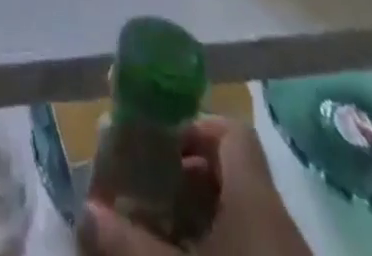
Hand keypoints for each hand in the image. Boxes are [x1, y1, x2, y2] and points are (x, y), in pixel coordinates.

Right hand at [79, 117, 312, 255]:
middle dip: (187, 176)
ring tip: (162, 232)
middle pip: (232, 172)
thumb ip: (130, 242)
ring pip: (241, 214)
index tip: (160, 146)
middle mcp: (276, 218)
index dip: (195, 128)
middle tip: (149, 191)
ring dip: (201, 216)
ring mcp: (285, 254)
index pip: (232, 132)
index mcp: (255, 196)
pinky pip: (252, 246)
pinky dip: (220, 246)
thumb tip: (86, 211)